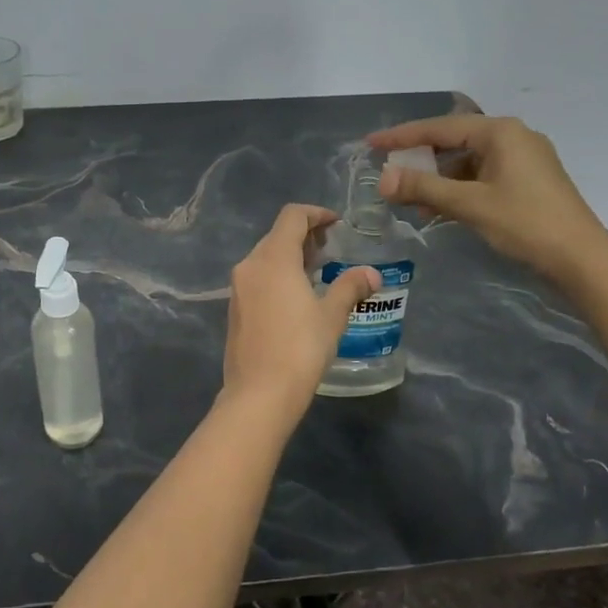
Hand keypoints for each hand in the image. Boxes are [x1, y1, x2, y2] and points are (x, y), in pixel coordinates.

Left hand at [222, 204, 381, 413]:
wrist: (259, 392)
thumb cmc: (300, 348)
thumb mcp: (331, 316)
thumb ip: (350, 288)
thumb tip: (372, 274)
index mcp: (273, 258)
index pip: (292, 217)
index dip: (316, 214)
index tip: (336, 223)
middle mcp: (250, 265)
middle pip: (277, 235)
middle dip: (305, 235)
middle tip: (331, 248)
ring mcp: (238, 287)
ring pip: (265, 257)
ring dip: (291, 256)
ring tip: (318, 271)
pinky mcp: (234, 308)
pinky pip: (257, 277)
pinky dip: (278, 275)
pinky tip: (296, 295)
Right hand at [368, 115, 607, 280]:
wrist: (582, 258)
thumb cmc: (524, 223)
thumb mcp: (469, 204)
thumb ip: (423, 187)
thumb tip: (383, 178)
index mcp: (500, 132)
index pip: (439, 128)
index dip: (402, 137)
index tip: (371, 143)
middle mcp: (513, 136)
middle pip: (453, 142)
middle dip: (420, 160)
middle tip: (389, 173)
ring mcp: (524, 158)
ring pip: (467, 162)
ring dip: (438, 179)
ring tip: (411, 199)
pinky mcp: (528, 180)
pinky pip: (482, 176)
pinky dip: (458, 189)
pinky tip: (440, 208)